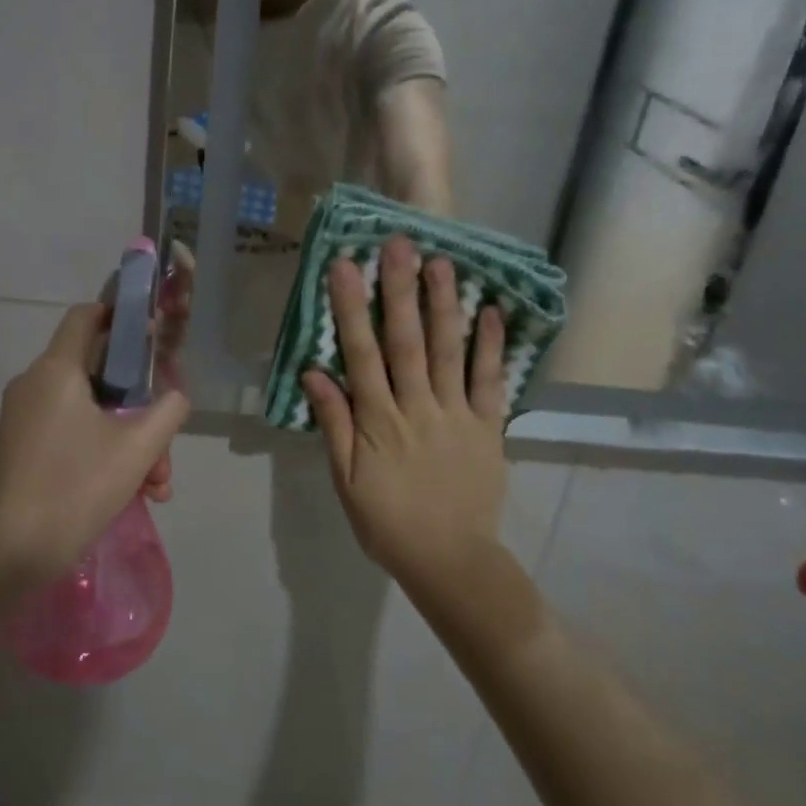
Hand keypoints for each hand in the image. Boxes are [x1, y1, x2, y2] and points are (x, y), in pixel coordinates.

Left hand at [0, 304, 190, 585]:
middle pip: (97, 378)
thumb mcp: (137, 449)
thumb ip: (168, 412)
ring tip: (153, 488)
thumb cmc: (74, 488)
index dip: (119, 316)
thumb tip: (175, 397)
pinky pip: (64, 438)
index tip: (149, 335)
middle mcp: (32, 386)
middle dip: (139, 412)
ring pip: (86, 415)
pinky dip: (96, 455)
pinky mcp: (14, 453)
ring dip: (125, 443)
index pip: (85, 316)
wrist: (5, 556)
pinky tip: (123, 495)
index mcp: (56, 371)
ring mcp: (19, 421)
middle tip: (162, 453)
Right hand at [301, 235, 507, 585]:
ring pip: (450, 352)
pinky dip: (492, 346)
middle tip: (399, 244)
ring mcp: (457, 414)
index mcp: (378, 421)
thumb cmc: (388, 521)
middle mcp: (417, 407)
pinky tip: (491, 310)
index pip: (361, 354)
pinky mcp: (488, 427)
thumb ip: (333, 424)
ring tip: (442, 262)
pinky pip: (490, 382)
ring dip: (445, 305)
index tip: (345, 267)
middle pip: (407, 342)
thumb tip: (314, 372)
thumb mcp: (346, 480)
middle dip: (400, 291)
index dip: (352, 309)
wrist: (450, 560)